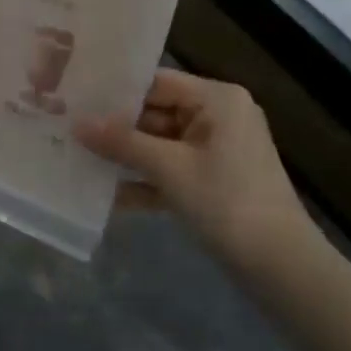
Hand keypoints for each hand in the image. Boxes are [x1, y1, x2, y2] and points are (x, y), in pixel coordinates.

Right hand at [74, 70, 312, 253]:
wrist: (281, 267)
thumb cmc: (226, 202)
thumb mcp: (169, 169)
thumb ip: (122, 143)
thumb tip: (77, 123)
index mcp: (217, 100)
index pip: (157, 83)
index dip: (117, 92)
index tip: (76, 98)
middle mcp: (219, 117)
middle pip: (156, 113)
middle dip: (116, 128)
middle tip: (69, 129)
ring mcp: (217, 150)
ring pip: (160, 144)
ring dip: (126, 156)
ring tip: (79, 158)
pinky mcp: (213, 181)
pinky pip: (172, 170)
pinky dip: (145, 181)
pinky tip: (107, 196)